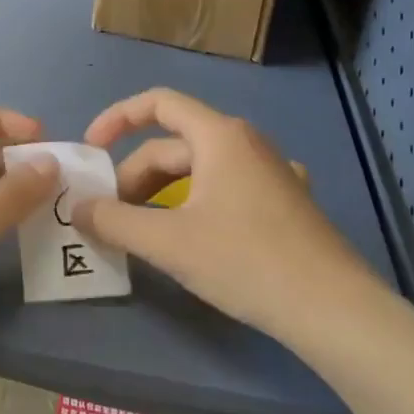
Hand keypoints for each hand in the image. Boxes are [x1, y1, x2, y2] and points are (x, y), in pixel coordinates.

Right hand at [72, 87, 377, 345]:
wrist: (335, 310)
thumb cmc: (246, 262)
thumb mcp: (169, 243)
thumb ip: (114, 222)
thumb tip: (78, 208)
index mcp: (219, 136)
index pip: (157, 103)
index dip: (117, 119)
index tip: (92, 152)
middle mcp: (246, 142)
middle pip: (174, 146)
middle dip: (135, 177)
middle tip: (111, 217)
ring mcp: (272, 171)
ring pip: (201, 170)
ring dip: (164, 193)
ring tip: (146, 231)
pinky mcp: (288, 201)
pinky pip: (229, 188)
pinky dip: (200, 202)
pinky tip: (201, 229)